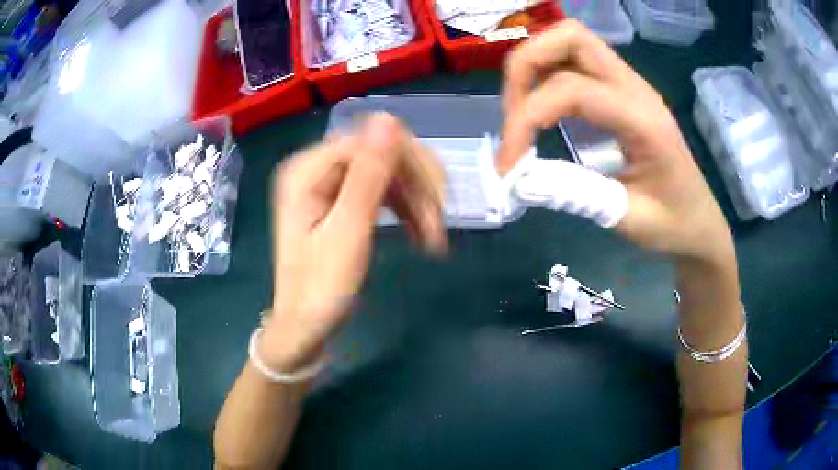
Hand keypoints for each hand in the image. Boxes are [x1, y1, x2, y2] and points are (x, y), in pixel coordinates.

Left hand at [263, 114, 445, 370]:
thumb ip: (367, 174)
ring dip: (416, 202)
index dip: (409, 163)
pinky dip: (405, 211)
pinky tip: (421, 234)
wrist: (305, 329)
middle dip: (416, 186)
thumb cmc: (321, 289)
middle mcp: (316, 168)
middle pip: (381, 154)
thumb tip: (388, 117)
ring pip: (387, 174)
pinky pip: (381, 193)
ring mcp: (328, 184)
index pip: (370, 141)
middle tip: (439, 226)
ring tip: (434, 239)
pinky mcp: (340, 202)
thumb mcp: (348, 232)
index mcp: (308, 169)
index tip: (439, 201)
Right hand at [498, 20, 734, 266]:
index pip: (572, 90)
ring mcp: (628, 83)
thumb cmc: (673, 224)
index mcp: (644, 120)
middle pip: (570, 37)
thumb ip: (574, 195)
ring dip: (533, 66)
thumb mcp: (627, 219)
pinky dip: (546, 75)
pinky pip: (574, 61)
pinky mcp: (619, 89)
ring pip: (569, 40)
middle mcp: (635, 87)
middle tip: (511, 116)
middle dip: (526, 66)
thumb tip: (519, 177)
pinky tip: (540, 110)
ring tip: (520, 112)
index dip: (527, 118)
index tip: (508, 164)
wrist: (699, 219)